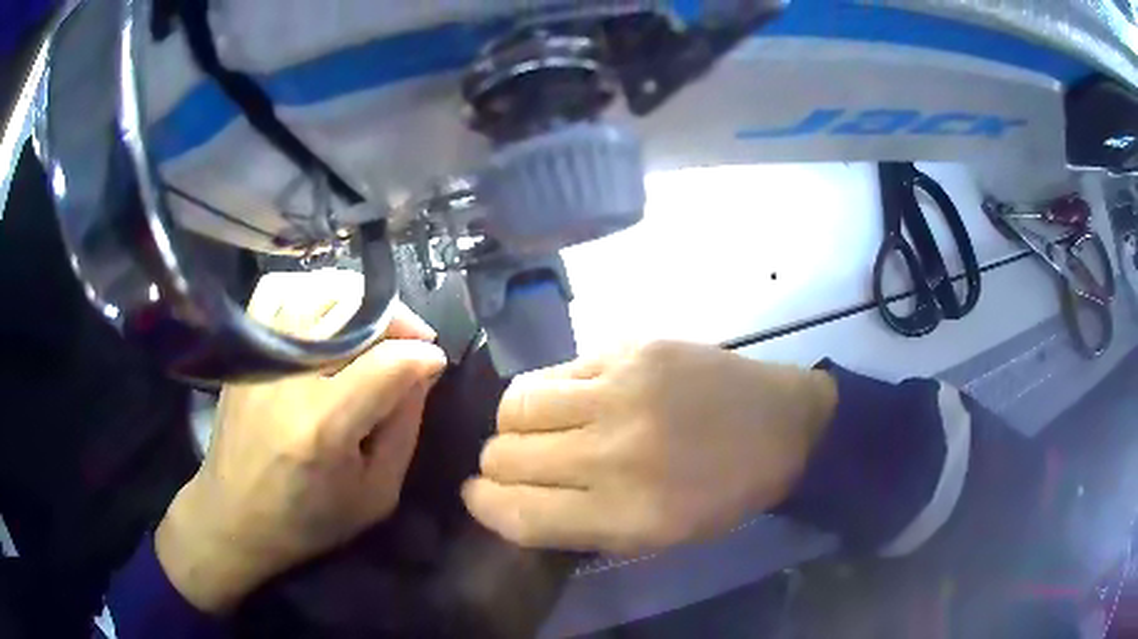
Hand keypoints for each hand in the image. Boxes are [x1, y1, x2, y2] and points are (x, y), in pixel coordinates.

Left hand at [156, 270, 446, 612]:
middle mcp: (289, 378)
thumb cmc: (308, 519)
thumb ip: (405, 428)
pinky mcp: (244, 351)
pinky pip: (278, 290)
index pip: (386, 363)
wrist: (234, 517)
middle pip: (352, 310)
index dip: (422, 355)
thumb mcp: (376, 494)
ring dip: (359, 299)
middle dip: (397, 316)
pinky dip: (311, 289)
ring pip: (317, 291)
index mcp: (324, 426)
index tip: (435, 362)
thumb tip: (423, 368)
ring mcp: (260, 357)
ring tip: (375, 323)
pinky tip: (327, 311)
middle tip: (413, 338)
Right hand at [463, 341, 836, 555]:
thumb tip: (511, 500)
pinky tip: (575, 400)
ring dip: (513, 424)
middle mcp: (614, 453)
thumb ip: (577, 525)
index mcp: (625, 515)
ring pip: (515, 404)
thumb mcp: (655, 537)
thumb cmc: (721, 493)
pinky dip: (550, 392)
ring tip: (538, 429)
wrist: (781, 425)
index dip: (484, 506)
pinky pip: (555, 370)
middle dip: (497, 466)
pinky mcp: (630, 348)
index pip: (515, 512)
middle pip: (504, 455)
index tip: (480, 497)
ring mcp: (621, 391)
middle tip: (518, 465)